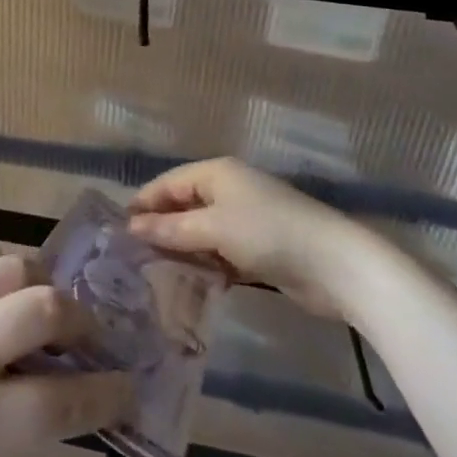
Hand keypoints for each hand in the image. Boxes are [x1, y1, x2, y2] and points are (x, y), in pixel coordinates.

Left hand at [0, 241, 134, 456]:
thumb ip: (17, 409)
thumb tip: (71, 374)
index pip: (60, 401)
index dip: (105, 392)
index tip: (127, 381)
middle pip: (46, 311)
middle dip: (80, 319)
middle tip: (85, 327)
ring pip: (15, 264)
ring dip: (39, 281)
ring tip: (39, 294)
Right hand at [127, 158, 373, 319]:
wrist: (336, 266)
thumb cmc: (268, 233)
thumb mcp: (214, 228)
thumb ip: (172, 229)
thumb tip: (132, 227)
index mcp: (217, 173)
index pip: (169, 183)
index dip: (144, 203)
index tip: (120, 229)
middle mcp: (229, 189)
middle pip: (185, 205)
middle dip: (161, 227)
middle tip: (134, 254)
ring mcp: (247, 218)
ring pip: (203, 230)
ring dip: (184, 249)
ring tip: (156, 271)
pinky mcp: (261, 247)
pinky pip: (222, 250)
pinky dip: (208, 263)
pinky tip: (194, 282)